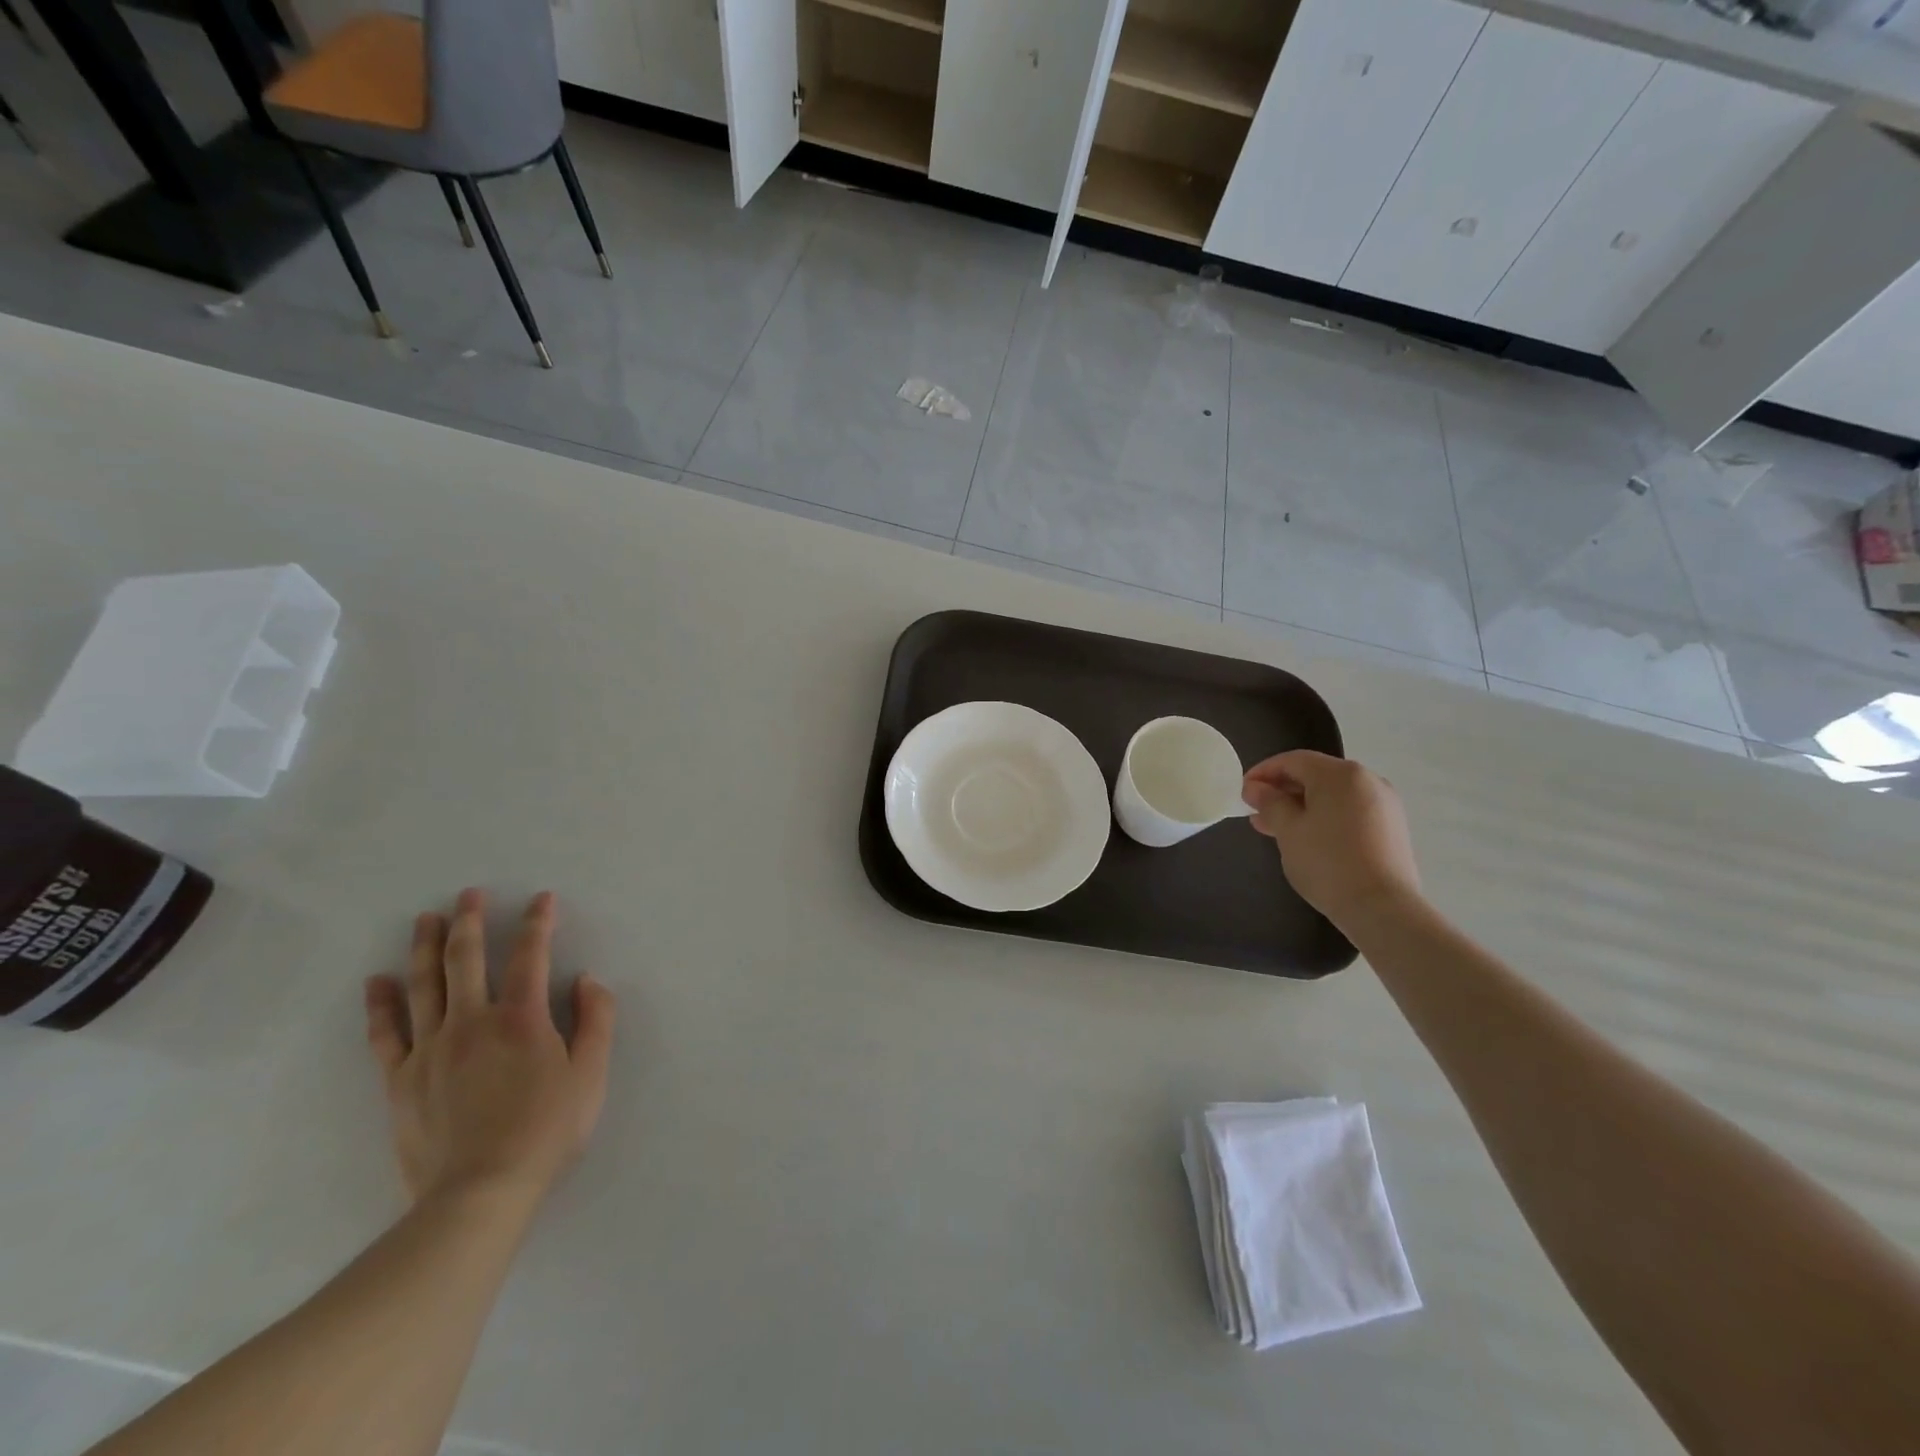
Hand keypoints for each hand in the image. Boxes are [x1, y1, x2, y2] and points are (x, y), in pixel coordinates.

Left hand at [364, 889, 616, 1207]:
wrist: (479, 1194)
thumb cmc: (545, 1131)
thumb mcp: (591, 1075)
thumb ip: (596, 1021)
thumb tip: (586, 980)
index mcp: (522, 1018)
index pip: (531, 956)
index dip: (538, 923)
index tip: (542, 899)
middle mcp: (473, 1021)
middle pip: (465, 959)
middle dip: (469, 921)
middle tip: (467, 894)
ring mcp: (431, 1049)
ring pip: (423, 985)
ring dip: (424, 947)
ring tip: (424, 918)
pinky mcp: (401, 1079)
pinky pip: (386, 1033)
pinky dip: (380, 1004)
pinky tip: (376, 981)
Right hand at [1242, 751, 1421, 927]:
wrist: (1382, 908)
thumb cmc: (1327, 862)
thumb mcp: (1288, 830)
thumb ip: (1269, 803)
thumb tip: (1255, 787)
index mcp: (1341, 774)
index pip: (1293, 760)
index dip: (1263, 772)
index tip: (1243, 792)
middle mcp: (1367, 780)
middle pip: (1315, 775)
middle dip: (1282, 791)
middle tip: (1256, 811)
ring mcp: (1384, 804)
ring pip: (1332, 795)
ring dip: (1301, 806)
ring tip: (1275, 828)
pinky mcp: (1391, 827)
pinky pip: (1349, 811)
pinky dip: (1324, 817)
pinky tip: (1306, 838)